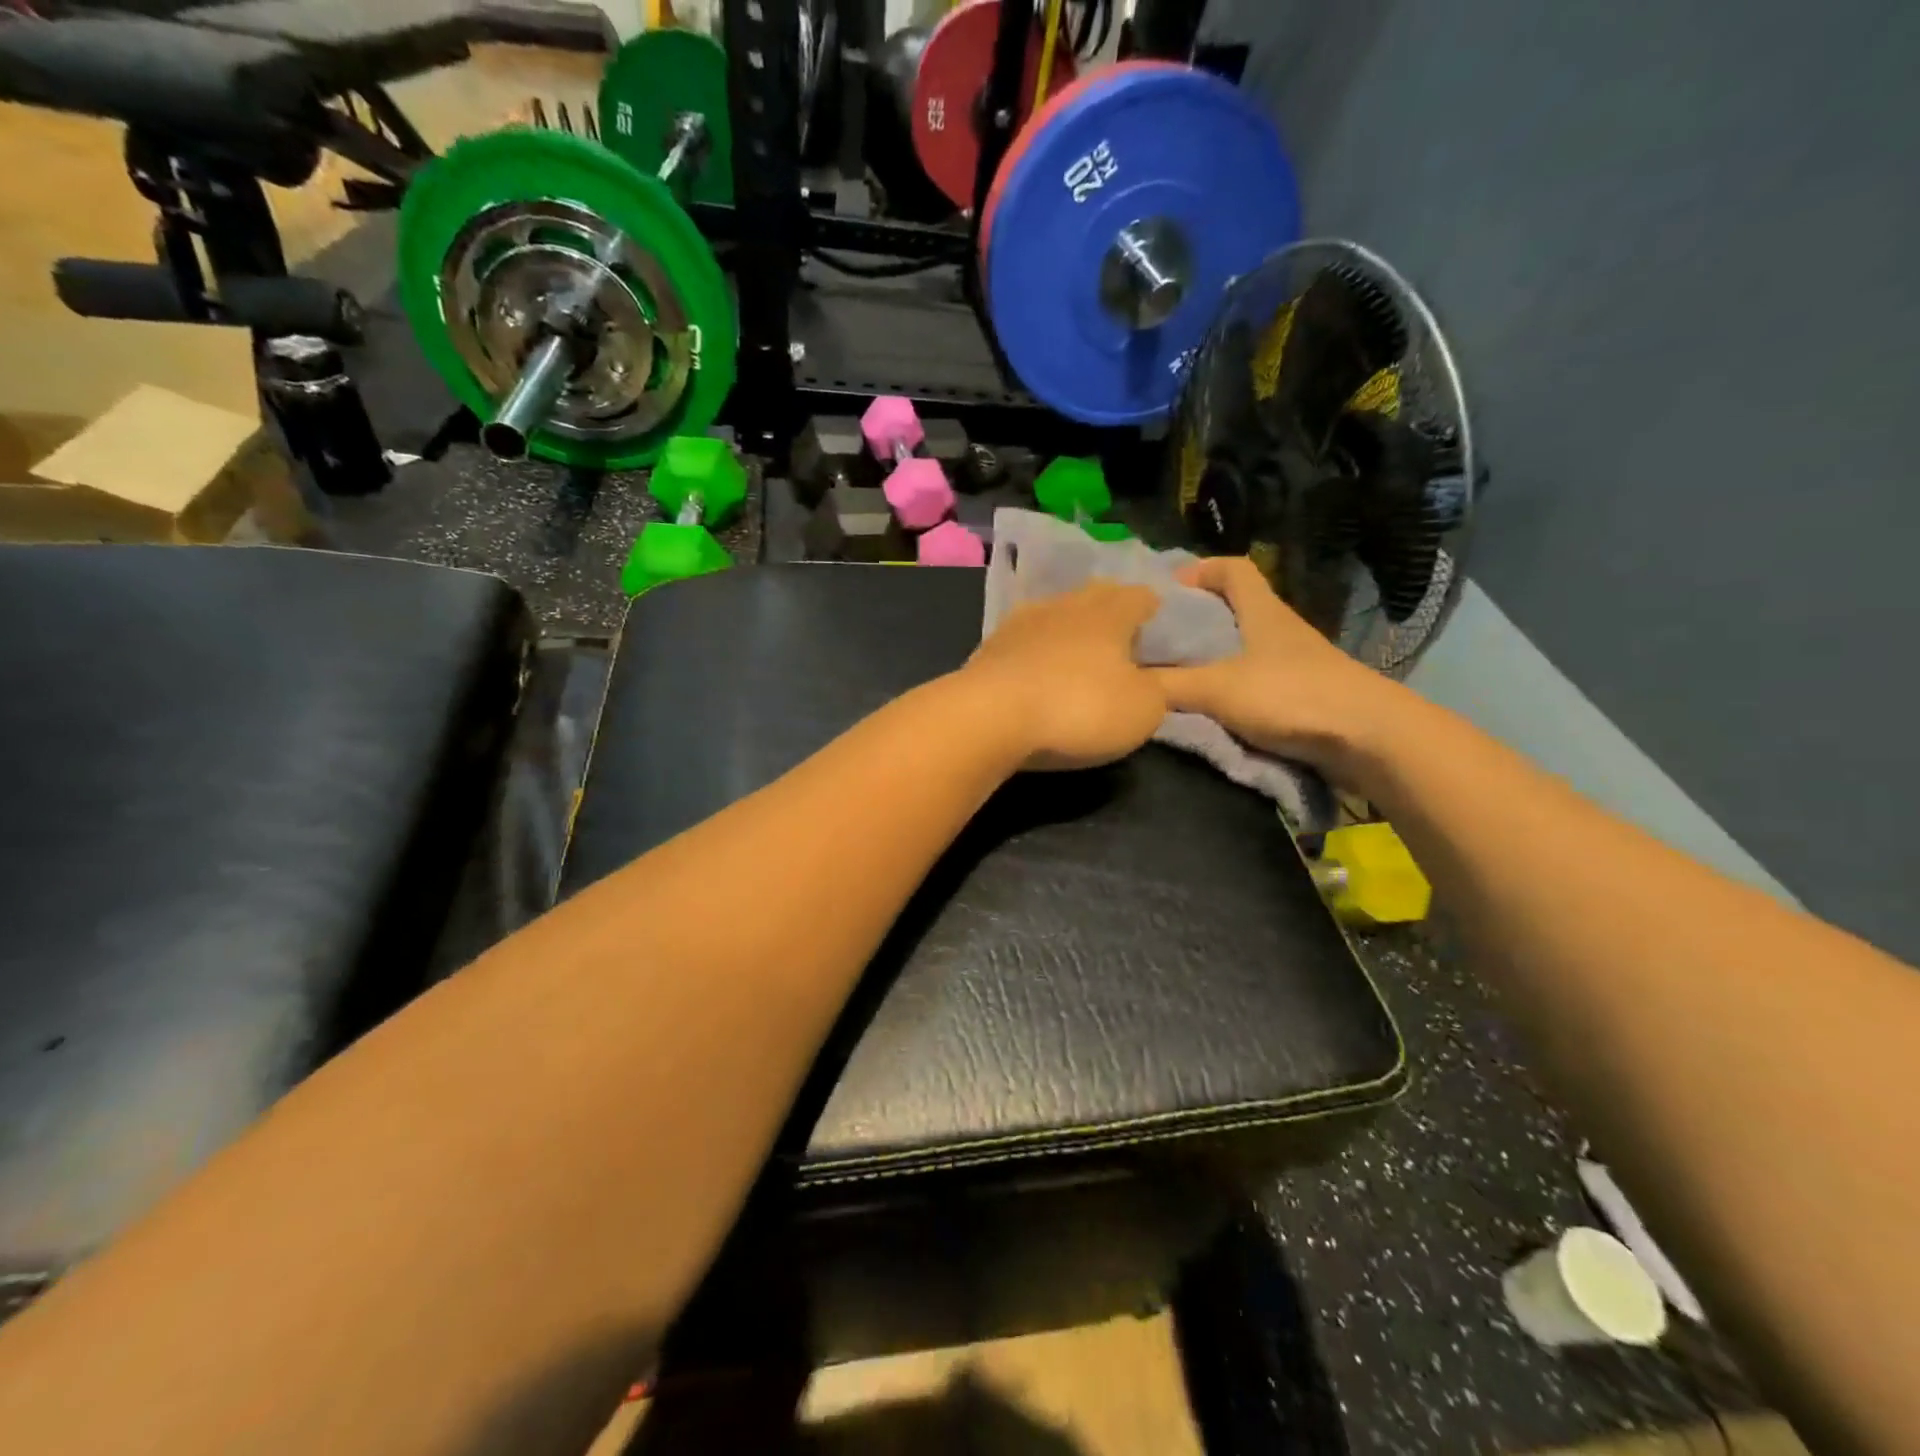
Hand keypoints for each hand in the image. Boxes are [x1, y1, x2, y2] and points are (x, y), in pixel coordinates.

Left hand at [963, 581, 1166, 770]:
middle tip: (1124, 641)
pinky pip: (1026, 640)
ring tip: (1080, 654)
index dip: (1157, 610)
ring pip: (1058, 614)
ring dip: (1071, 630)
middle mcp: (1066, 604)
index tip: (1164, 630)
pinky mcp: (991, 646)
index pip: (1142, 595)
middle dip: (1113, 614)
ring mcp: (1023, 622)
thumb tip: (1161, 677)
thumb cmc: (1078, 708)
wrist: (989, 717)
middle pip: (1097, 597)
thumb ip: (1161, 690)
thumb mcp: (1142, 709)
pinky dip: (1038, 651)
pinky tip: (1038, 669)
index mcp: (1110, 612)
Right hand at [1152, 558, 1395, 769]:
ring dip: (1208, 659)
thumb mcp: (1218, 688)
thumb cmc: (1292, 696)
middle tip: (1153, 640)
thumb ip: (1167, 686)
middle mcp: (1277, 630)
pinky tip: (1204, 709)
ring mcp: (1291, 664)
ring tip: (1170, 677)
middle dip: (1193, 620)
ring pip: (1240, 649)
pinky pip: (1251, 682)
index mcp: (1262, 611)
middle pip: (1231, 610)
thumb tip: (1123, 686)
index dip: (1198, 571)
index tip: (1163, 591)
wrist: (1368, 739)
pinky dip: (1225, 690)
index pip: (1231, 569)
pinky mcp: (1298, 696)